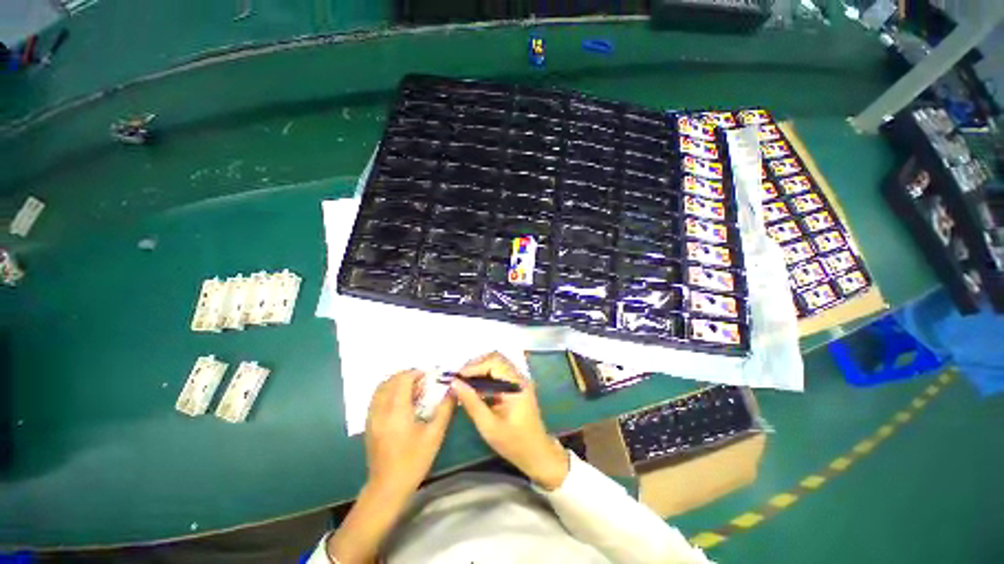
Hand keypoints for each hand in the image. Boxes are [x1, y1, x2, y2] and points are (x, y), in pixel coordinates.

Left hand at [365, 369, 453, 495]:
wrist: (388, 487)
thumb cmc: (413, 461)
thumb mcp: (434, 435)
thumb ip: (445, 409)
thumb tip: (453, 391)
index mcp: (397, 411)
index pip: (402, 380)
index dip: (415, 373)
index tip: (428, 376)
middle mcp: (381, 410)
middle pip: (390, 381)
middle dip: (406, 375)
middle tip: (422, 381)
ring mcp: (372, 417)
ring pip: (380, 388)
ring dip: (396, 382)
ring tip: (412, 389)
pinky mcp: (369, 424)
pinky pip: (376, 398)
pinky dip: (388, 392)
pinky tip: (400, 401)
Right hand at [451, 352, 568, 490]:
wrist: (537, 454)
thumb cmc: (513, 443)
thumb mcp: (489, 426)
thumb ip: (471, 402)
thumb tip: (454, 383)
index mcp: (516, 384)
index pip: (493, 363)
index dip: (473, 367)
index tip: (456, 378)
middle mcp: (519, 377)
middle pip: (495, 359)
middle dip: (475, 365)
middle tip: (459, 379)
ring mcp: (519, 381)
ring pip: (496, 364)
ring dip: (479, 370)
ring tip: (463, 383)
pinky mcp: (516, 387)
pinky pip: (499, 374)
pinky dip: (485, 377)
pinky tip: (474, 389)